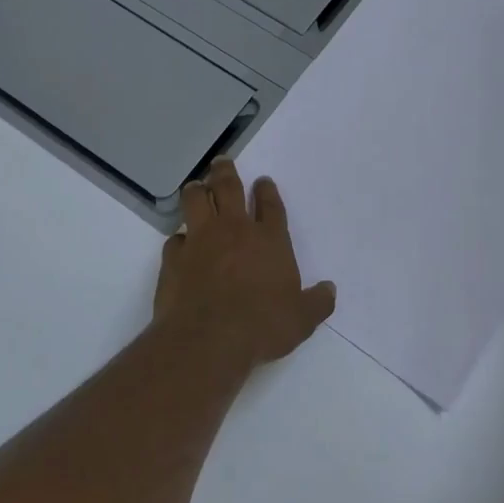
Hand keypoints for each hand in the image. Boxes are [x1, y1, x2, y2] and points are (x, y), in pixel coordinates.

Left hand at [153, 157, 336, 366]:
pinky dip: (179, 238)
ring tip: (197, 186)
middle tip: (222, 162)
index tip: (263, 180)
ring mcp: (200, 240)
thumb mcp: (302, 319)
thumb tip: (330, 289)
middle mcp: (234, 231)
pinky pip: (174, 239)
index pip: (270, 205)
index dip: (267, 191)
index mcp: (269, 240)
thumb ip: (318, 302)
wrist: (208, 340)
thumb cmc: (262, 326)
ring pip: (196, 201)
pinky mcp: (174, 258)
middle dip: (225, 172)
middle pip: (228, 188)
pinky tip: (180, 242)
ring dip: (197, 190)